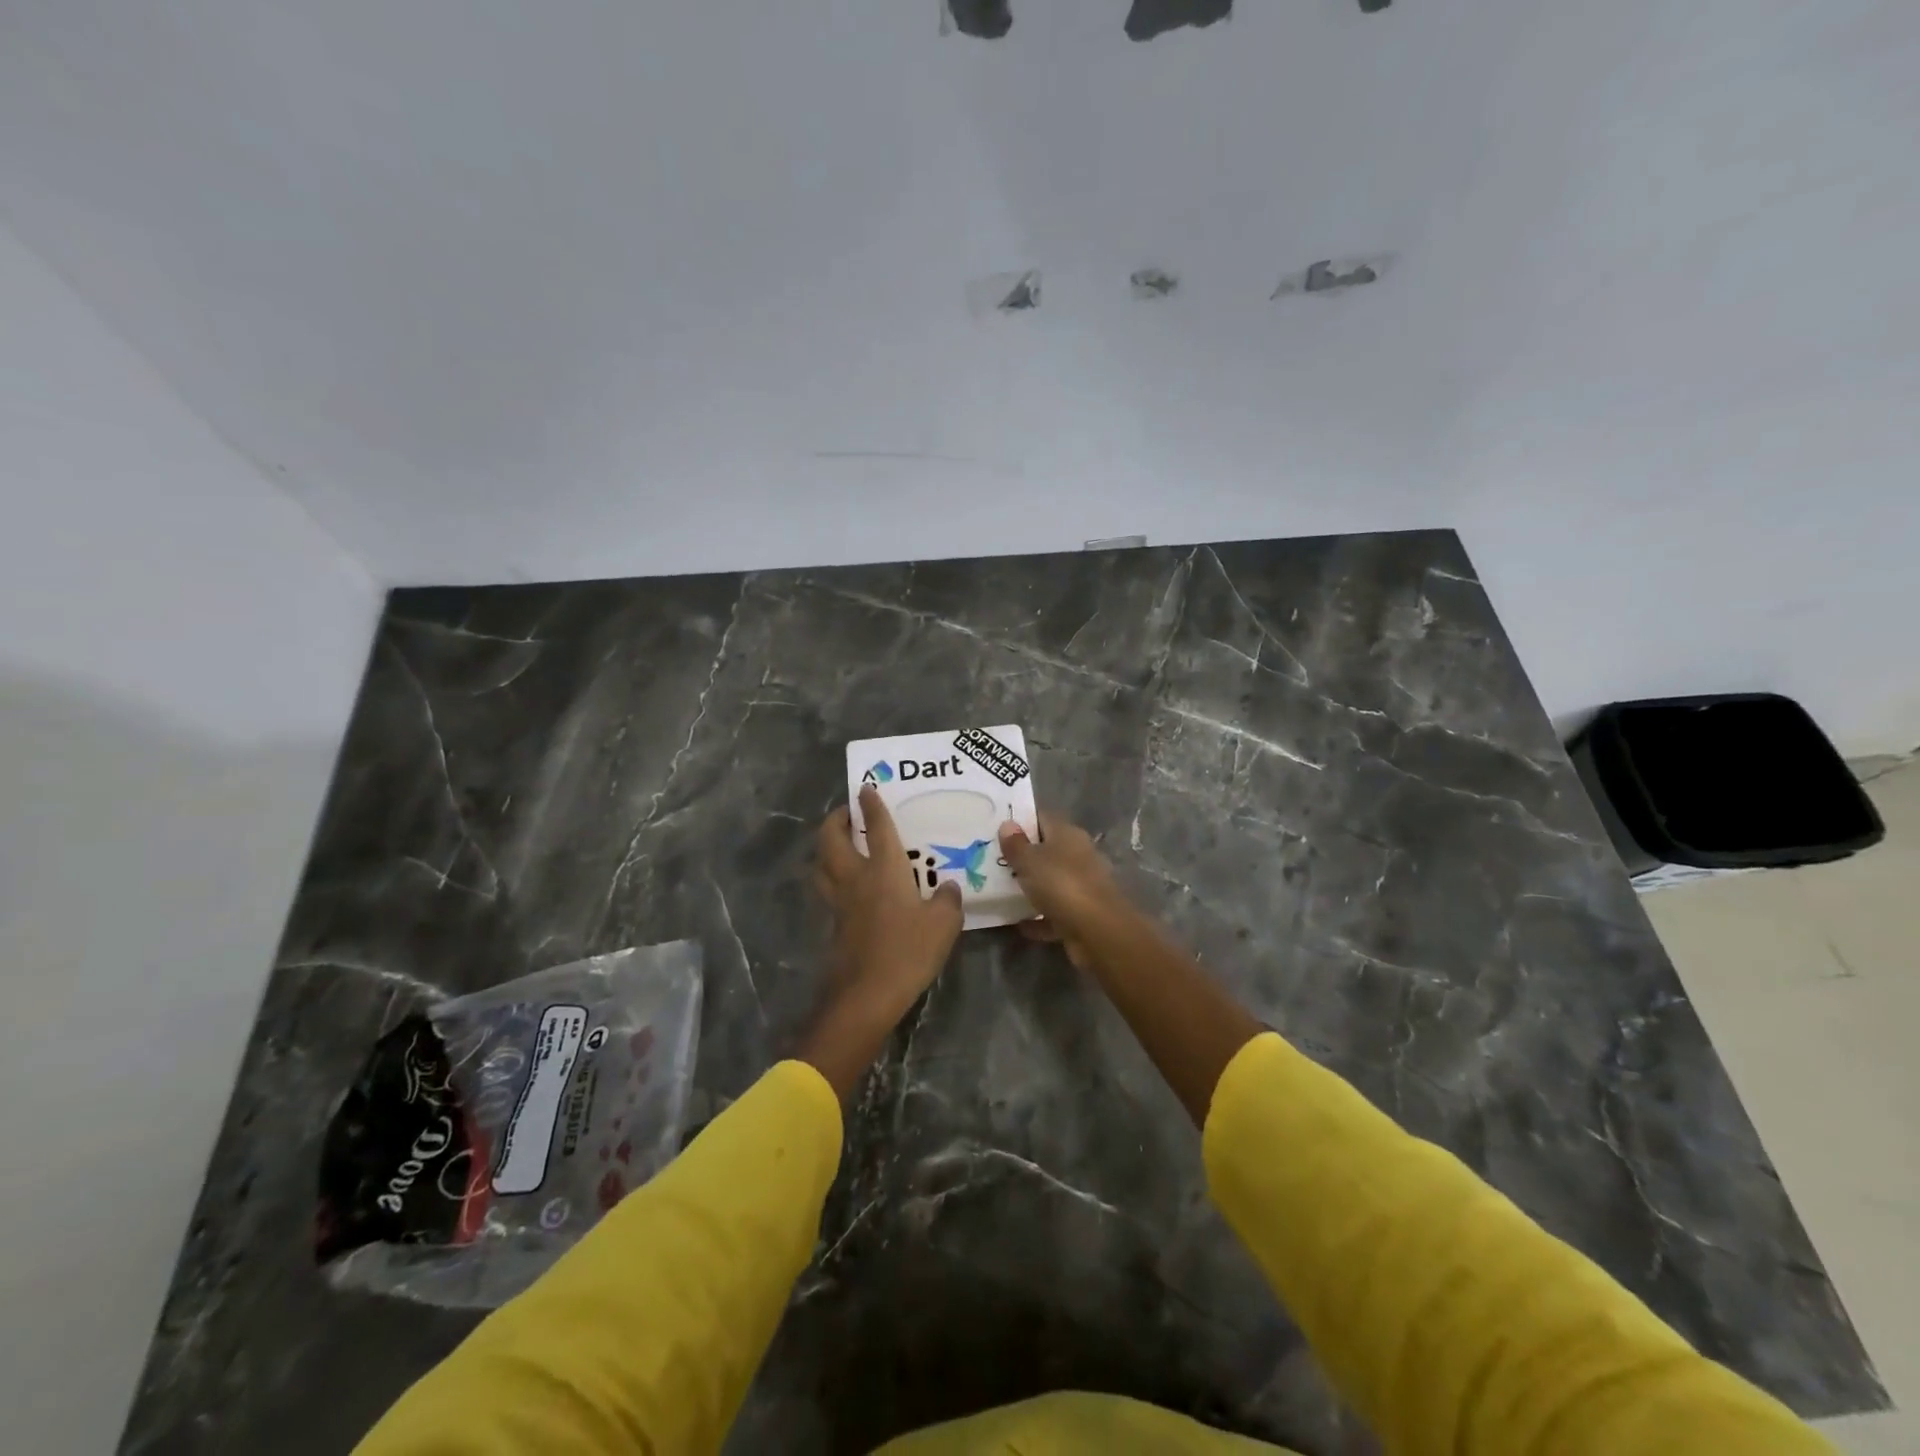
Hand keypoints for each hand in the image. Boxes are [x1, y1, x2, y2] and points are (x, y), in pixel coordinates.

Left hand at [801, 787, 963, 1099]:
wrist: (867, 993)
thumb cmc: (908, 951)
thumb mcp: (943, 925)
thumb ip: (948, 901)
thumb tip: (949, 888)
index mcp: (884, 870)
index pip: (876, 828)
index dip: (872, 805)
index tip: (866, 788)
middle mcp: (856, 877)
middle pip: (832, 838)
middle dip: (836, 820)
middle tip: (847, 813)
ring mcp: (840, 901)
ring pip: (822, 862)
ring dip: (827, 846)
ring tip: (840, 842)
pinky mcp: (835, 923)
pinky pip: (828, 888)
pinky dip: (832, 876)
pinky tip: (848, 884)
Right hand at [997, 812, 1131, 969]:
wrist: (1098, 932)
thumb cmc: (1061, 885)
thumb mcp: (1030, 861)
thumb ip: (1016, 844)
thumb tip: (1008, 824)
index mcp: (1068, 834)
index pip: (1042, 818)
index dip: (1020, 821)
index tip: (997, 829)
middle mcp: (1079, 855)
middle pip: (1047, 850)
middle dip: (1023, 857)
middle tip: (993, 861)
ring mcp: (1083, 885)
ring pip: (1051, 882)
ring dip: (1032, 887)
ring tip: (1001, 891)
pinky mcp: (1082, 914)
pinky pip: (1055, 912)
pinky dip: (1039, 918)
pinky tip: (1019, 924)